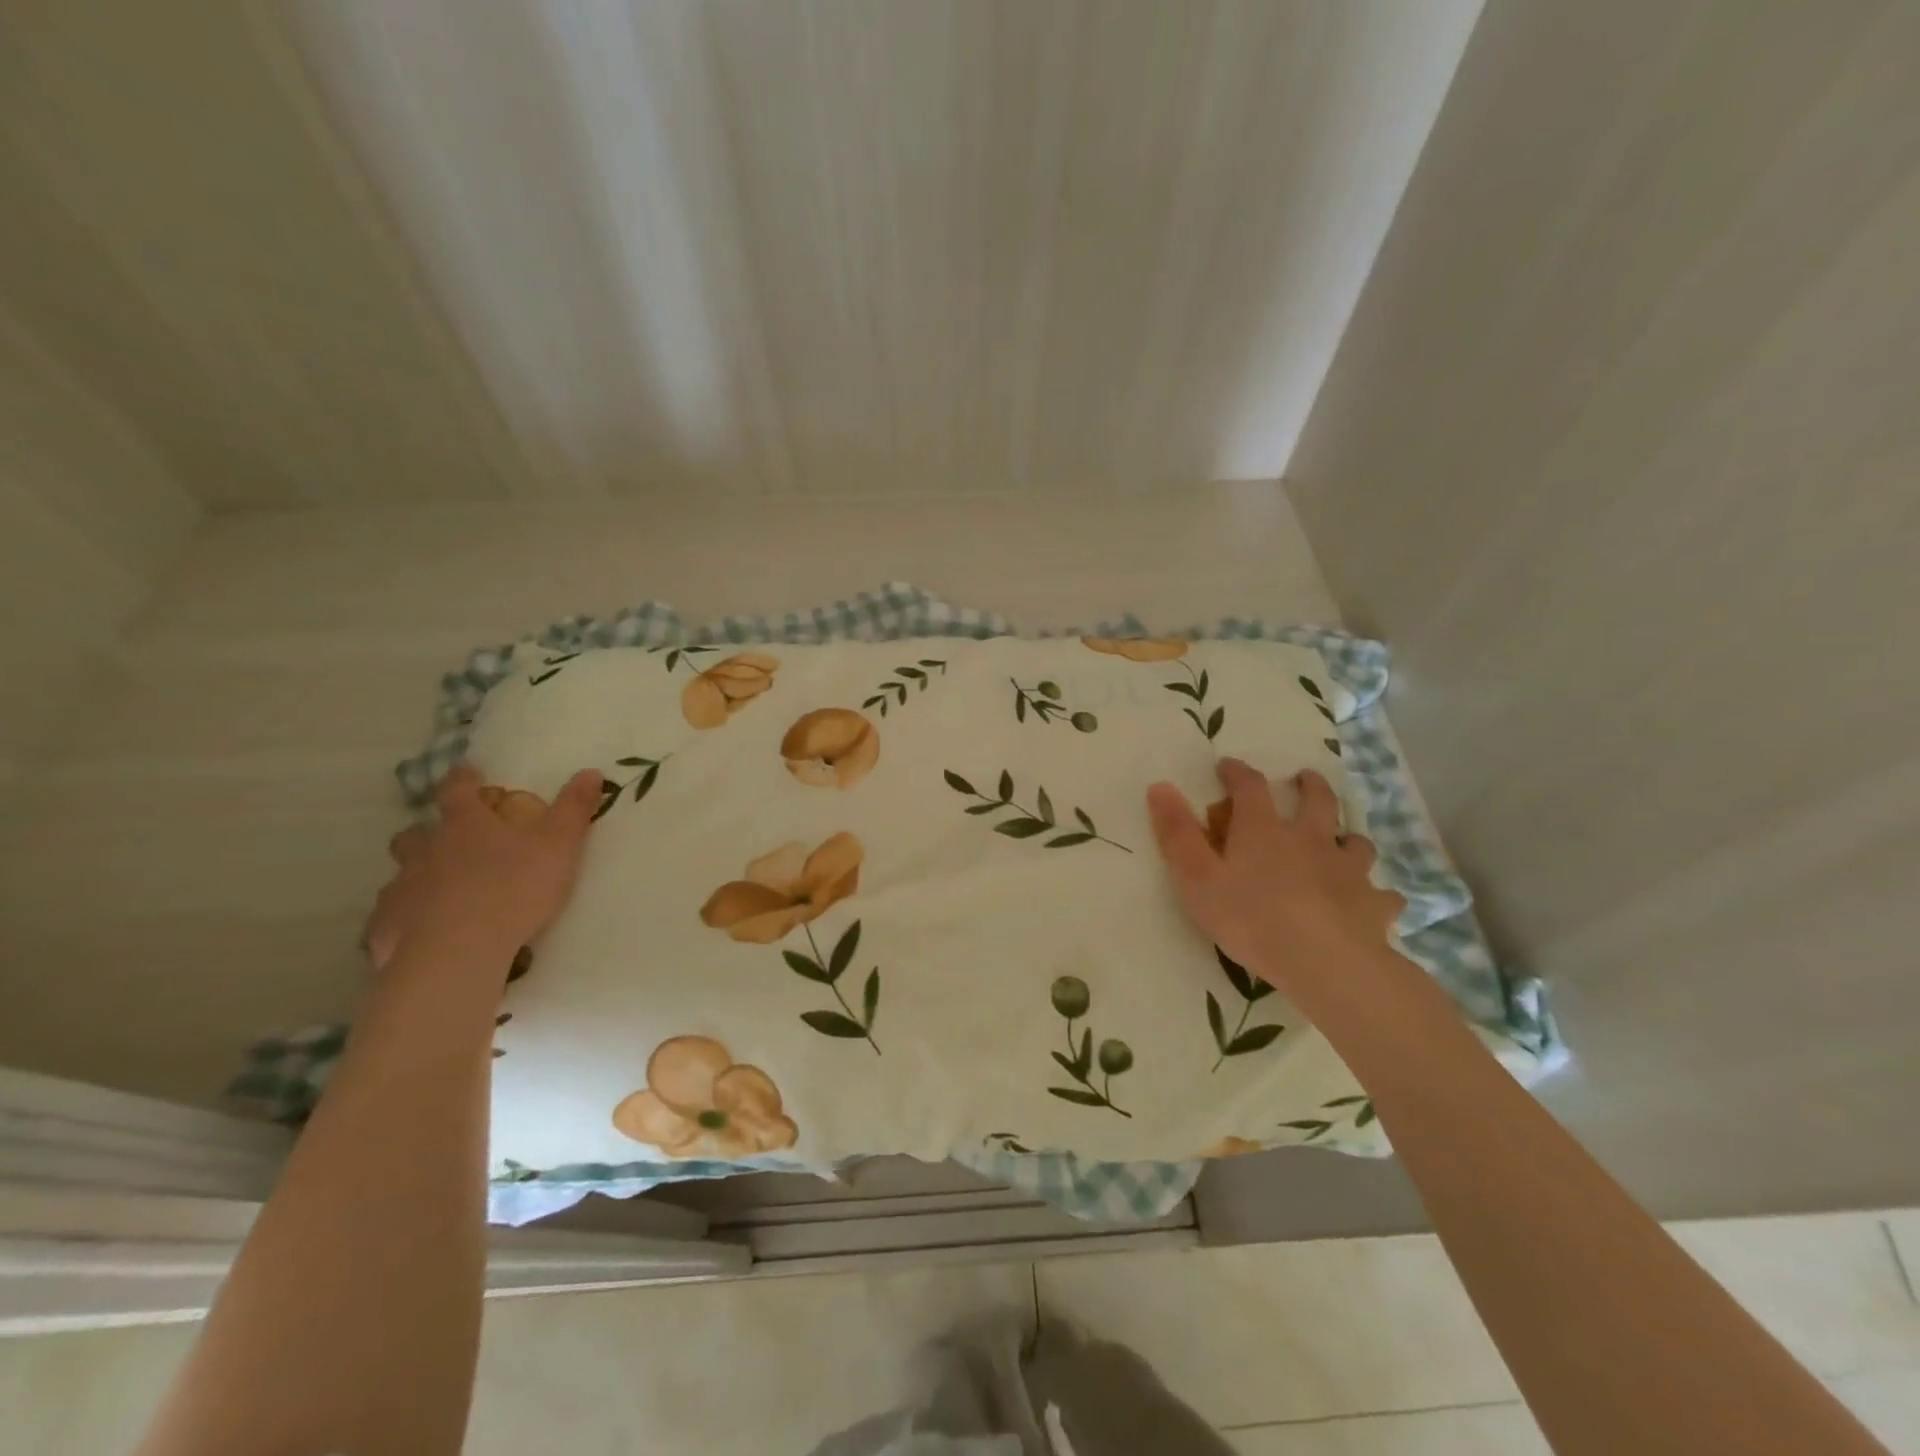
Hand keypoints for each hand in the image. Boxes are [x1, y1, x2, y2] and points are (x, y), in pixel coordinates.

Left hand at [366, 765, 601, 970]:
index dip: (463, 779)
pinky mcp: (387, 929)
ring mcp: (402, 890)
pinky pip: (392, 920)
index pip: (458, 790)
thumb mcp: (559, 845)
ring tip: (439, 894)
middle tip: (448, 843)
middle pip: (416, 834)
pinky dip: (404, 922)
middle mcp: (426, 851)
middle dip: (428, 833)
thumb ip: (574, 809)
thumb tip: (590, 772)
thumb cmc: (514, 888)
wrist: (458, 951)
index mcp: (466, 825)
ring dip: (416, 878)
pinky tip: (420, 936)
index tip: (468, 772)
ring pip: (401, 876)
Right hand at [1147, 760, 1404, 1005]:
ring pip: (1356, 842)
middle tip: (1305, 779)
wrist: (1324, 961)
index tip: (1227, 767)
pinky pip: (1383, 894)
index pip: (1250, 786)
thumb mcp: (1196, 877)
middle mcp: (1311, 838)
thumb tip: (1160, 786)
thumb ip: (1177, 833)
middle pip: (1318, 800)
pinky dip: (1376, 894)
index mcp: (1264, 829)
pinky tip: (1373, 902)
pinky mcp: (1374, 904)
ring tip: (1343, 842)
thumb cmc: (1250, 917)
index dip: (1238, 773)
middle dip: (1309, 785)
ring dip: (1348, 837)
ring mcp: (1348, 870)